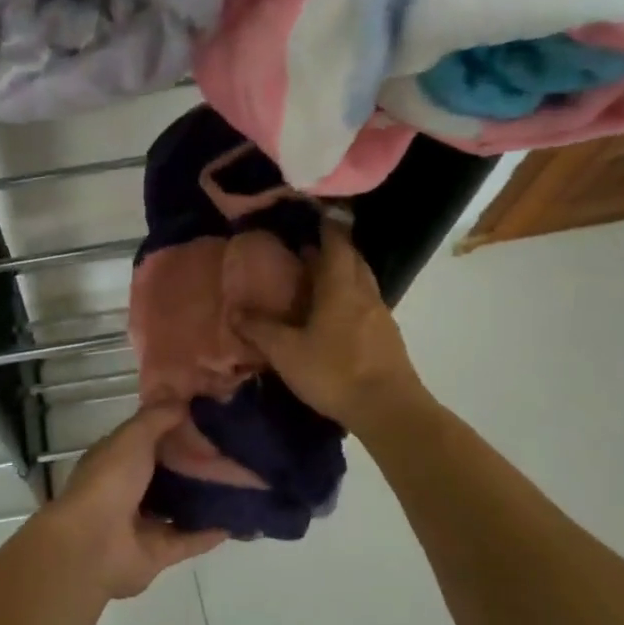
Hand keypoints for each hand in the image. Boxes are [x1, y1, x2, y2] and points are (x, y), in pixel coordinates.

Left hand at [45, 404, 227, 598]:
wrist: (93, 546)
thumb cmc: (109, 482)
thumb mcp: (132, 437)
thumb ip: (157, 417)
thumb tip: (183, 400)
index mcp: (115, 459)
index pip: (148, 438)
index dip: (174, 427)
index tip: (208, 417)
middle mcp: (127, 489)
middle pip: (166, 472)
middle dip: (195, 462)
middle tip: (233, 449)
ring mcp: (142, 523)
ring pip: (179, 506)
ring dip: (204, 497)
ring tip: (241, 482)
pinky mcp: (158, 552)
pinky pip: (190, 539)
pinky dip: (212, 531)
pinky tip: (239, 518)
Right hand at [233, 218, 426, 433]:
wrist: (389, 410)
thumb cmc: (335, 372)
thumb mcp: (287, 352)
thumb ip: (260, 330)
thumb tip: (235, 311)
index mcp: (340, 288)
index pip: (337, 244)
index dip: (327, 227)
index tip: (316, 214)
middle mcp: (364, 294)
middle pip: (353, 260)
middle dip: (335, 249)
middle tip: (310, 248)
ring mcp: (380, 316)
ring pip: (362, 282)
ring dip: (344, 274)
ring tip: (319, 280)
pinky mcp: (387, 338)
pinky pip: (367, 304)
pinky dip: (351, 298)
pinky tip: (336, 316)